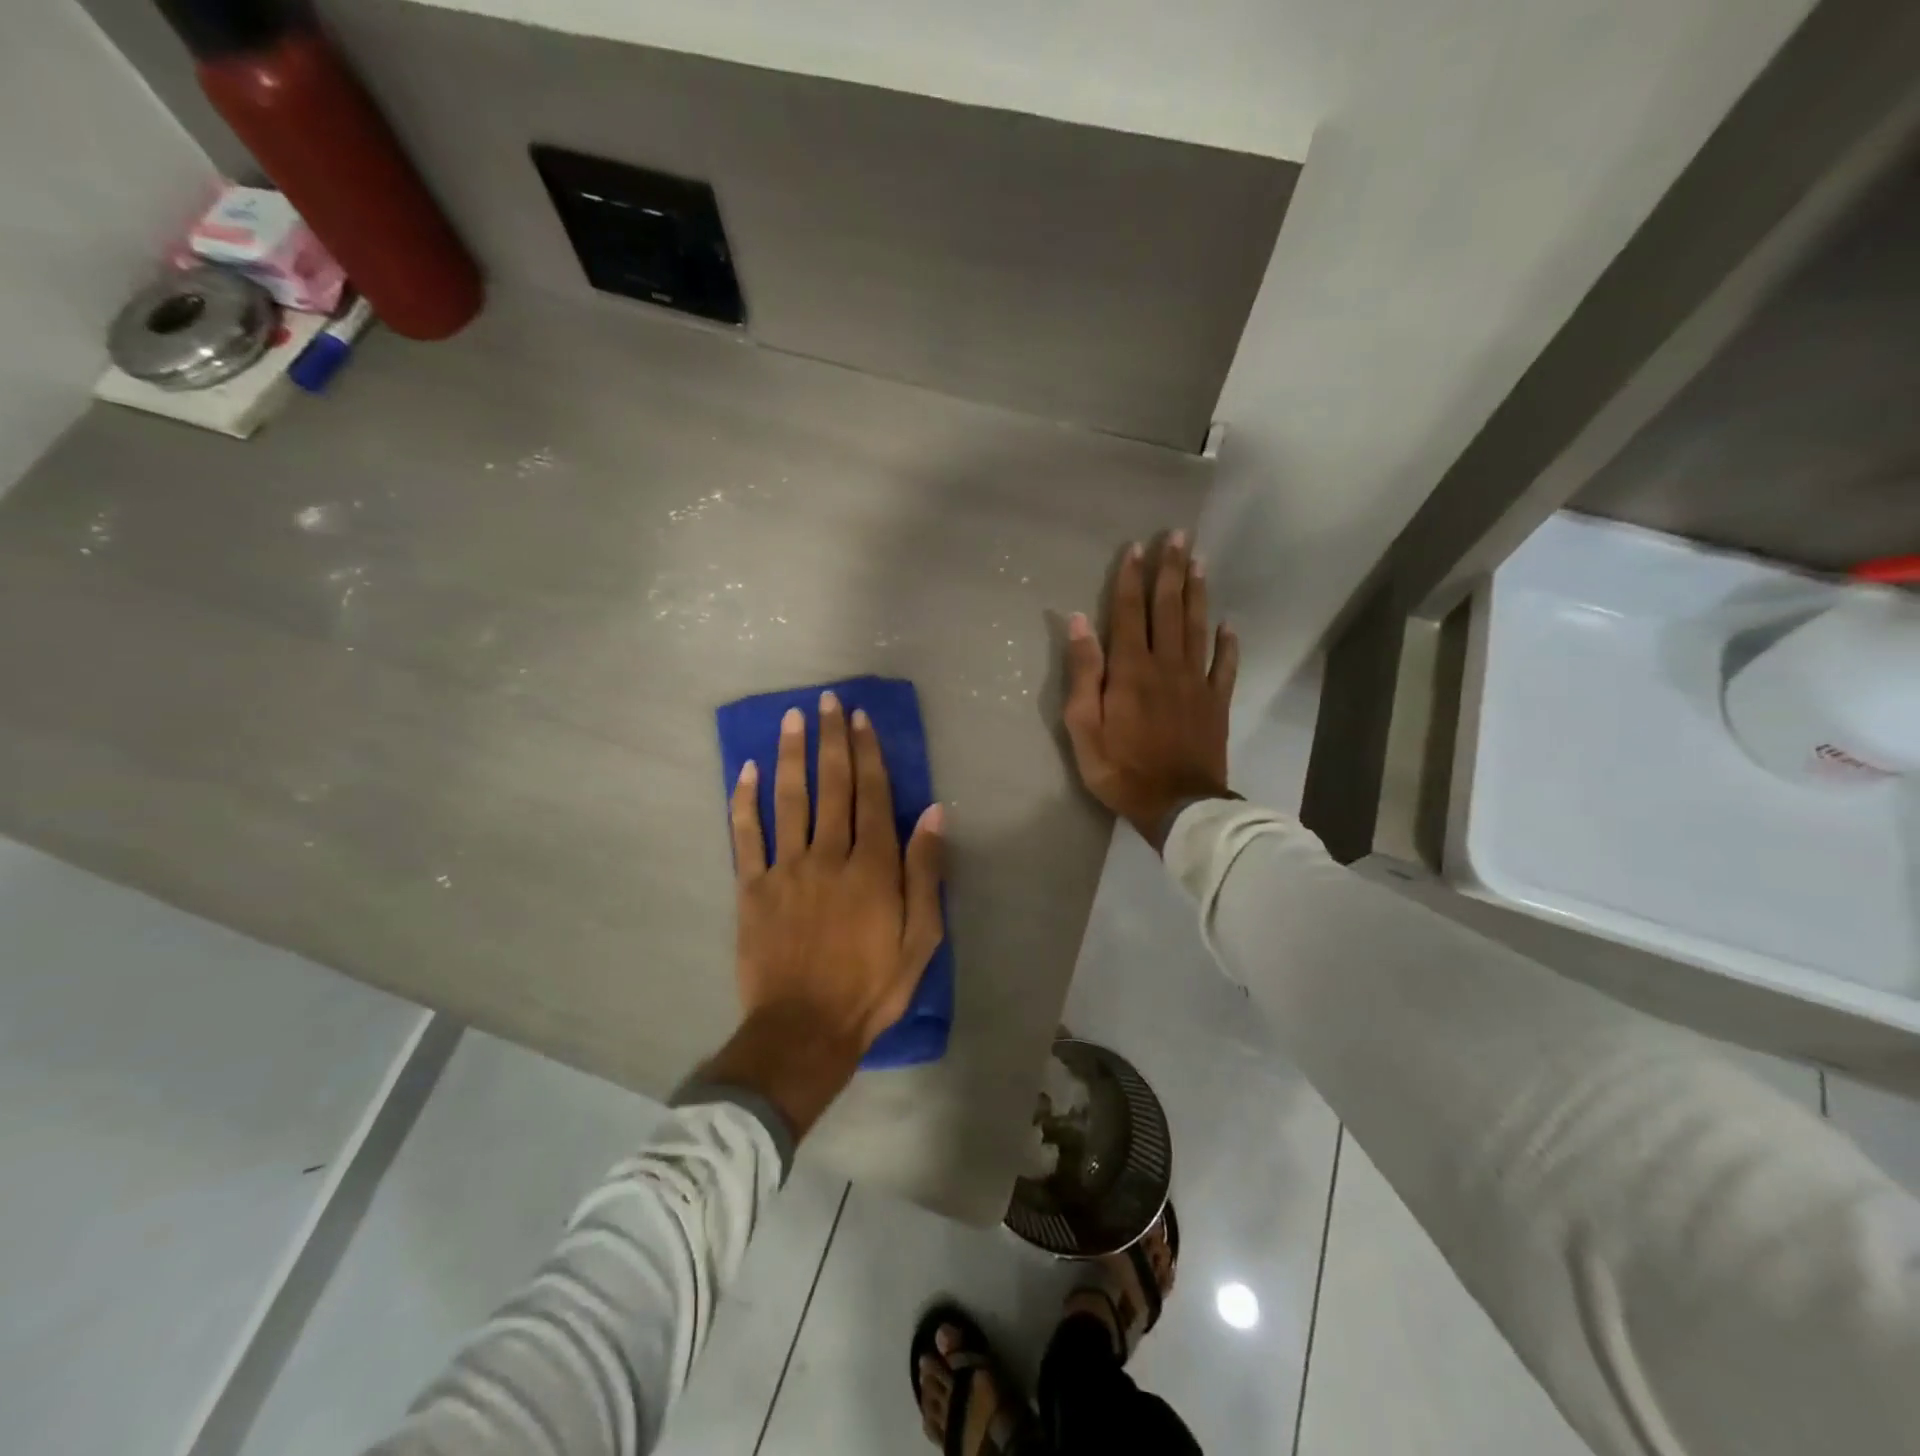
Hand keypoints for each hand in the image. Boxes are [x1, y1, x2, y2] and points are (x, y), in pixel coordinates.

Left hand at [701, 691, 945, 1137]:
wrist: (804, 1029)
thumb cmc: (871, 986)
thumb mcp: (921, 938)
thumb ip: (925, 872)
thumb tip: (933, 812)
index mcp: (872, 867)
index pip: (873, 796)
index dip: (868, 753)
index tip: (862, 719)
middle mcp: (829, 855)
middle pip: (832, 786)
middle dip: (832, 739)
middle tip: (829, 701)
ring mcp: (786, 868)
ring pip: (790, 799)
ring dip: (793, 754)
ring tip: (793, 718)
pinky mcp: (752, 887)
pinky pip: (746, 835)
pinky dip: (745, 800)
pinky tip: (748, 770)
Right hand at [1063, 530, 1238, 848]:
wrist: (1177, 805)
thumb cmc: (1120, 769)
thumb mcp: (1083, 727)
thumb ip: (1083, 673)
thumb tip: (1078, 622)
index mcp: (1131, 670)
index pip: (1129, 613)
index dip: (1131, 579)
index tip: (1136, 548)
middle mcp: (1166, 666)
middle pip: (1168, 609)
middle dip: (1170, 571)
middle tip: (1177, 536)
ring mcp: (1196, 683)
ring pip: (1197, 628)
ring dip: (1197, 593)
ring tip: (1199, 562)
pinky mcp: (1216, 703)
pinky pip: (1225, 666)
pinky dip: (1228, 643)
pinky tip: (1229, 624)